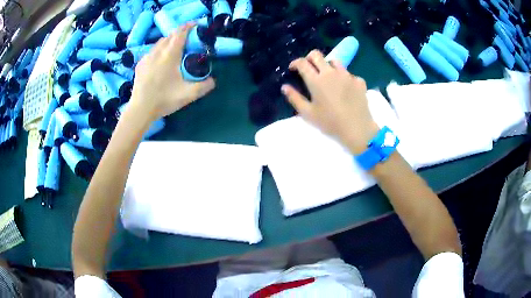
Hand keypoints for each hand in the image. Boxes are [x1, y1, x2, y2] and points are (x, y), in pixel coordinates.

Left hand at [130, 24, 215, 120]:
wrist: (140, 109)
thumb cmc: (164, 99)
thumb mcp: (188, 94)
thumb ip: (204, 86)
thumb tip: (213, 81)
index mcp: (170, 55)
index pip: (180, 33)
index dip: (189, 26)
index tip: (196, 24)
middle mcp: (158, 52)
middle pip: (170, 35)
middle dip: (180, 32)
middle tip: (188, 36)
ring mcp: (147, 57)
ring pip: (159, 42)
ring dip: (169, 39)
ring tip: (175, 45)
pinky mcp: (140, 64)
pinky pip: (152, 50)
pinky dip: (159, 48)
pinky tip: (160, 57)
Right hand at [282, 50, 378, 154]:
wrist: (357, 129)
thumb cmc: (330, 122)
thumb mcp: (308, 113)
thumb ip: (294, 98)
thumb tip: (285, 87)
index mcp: (316, 80)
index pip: (302, 63)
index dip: (295, 63)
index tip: (293, 68)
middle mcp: (331, 73)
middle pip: (317, 55)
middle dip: (309, 58)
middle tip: (309, 68)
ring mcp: (347, 75)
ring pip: (334, 61)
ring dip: (327, 66)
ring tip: (328, 77)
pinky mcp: (359, 81)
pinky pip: (349, 74)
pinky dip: (344, 79)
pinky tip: (345, 90)